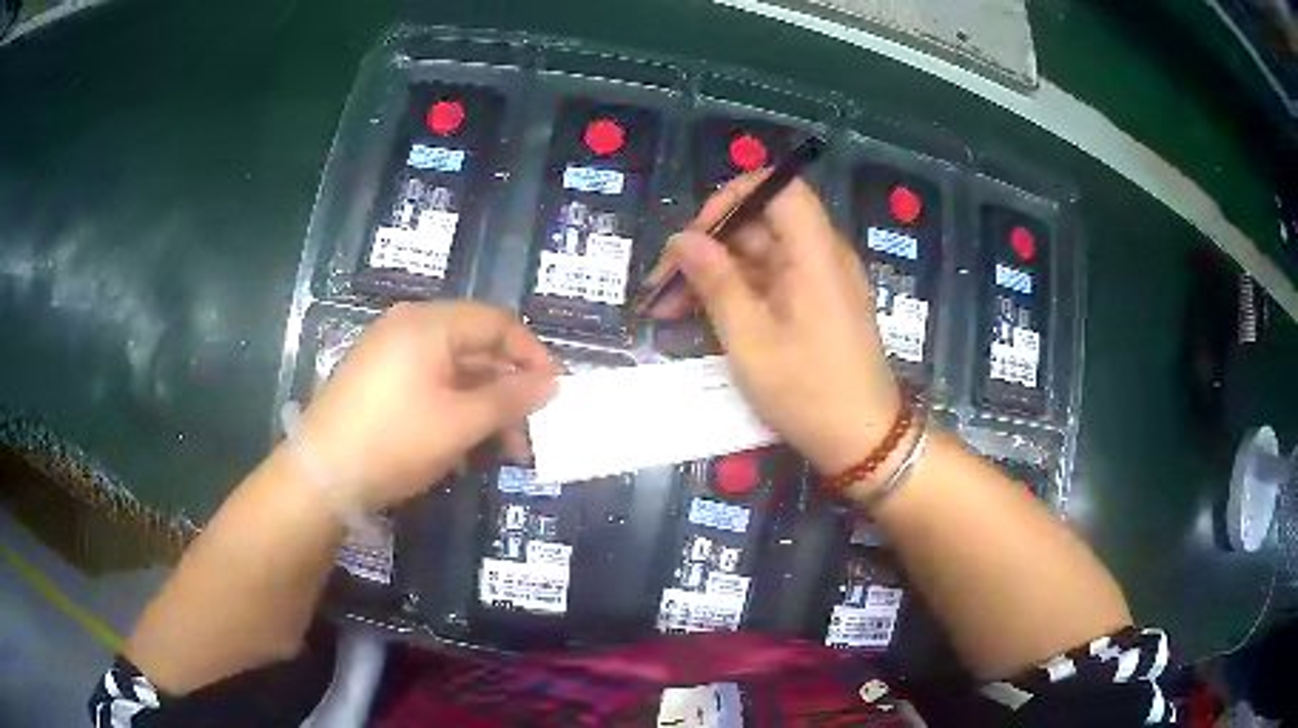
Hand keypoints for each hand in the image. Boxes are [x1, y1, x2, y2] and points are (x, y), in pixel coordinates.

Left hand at [296, 301, 558, 511]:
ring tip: (502, 450)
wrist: (321, 474)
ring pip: (454, 370)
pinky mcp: (378, 380)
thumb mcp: (460, 423)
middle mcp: (410, 327)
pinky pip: (430, 384)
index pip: (498, 323)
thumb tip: (553, 384)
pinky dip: (455, 409)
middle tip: (530, 430)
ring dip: (484, 405)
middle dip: (509, 388)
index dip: (533, 355)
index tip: (556, 393)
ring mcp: (390, 353)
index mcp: (430, 323)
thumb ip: (510, 399)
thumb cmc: (395, 440)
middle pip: (476, 346)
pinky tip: (465, 445)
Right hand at [644, 174, 899, 474]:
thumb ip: (715, 282)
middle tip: (662, 284)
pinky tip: (698, 319)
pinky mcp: (814, 307)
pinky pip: (770, 284)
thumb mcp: (750, 340)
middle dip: (707, 246)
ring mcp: (818, 283)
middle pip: (760, 224)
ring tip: (666, 309)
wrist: (862, 442)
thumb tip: (682, 239)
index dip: (732, 198)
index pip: (778, 188)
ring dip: (713, 275)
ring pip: (758, 257)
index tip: (695, 234)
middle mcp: (820, 257)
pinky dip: (735, 295)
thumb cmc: (808, 391)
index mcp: (815, 252)